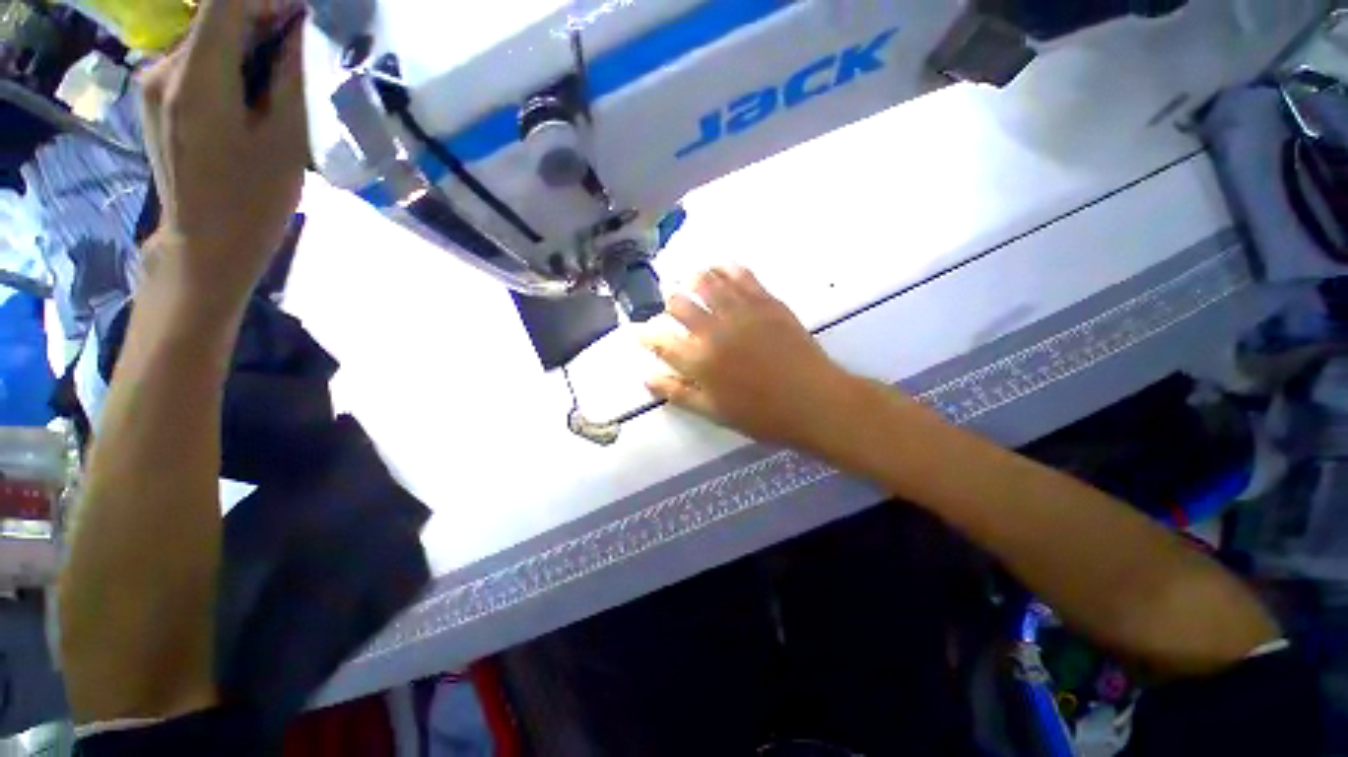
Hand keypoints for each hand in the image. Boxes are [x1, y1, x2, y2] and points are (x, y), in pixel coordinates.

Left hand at [139, 0, 307, 313]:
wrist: (205, 246)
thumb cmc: (252, 201)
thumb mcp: (286, 140)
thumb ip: (288, 76)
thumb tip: (298, 29)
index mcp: (195, 78)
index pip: (224, 2)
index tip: (302, 16)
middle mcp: (163, 68)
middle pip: (214, 18)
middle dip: (261, 22)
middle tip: (301, 53)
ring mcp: (153, 83)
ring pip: (207, 40)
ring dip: (246, 47)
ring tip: (279, 82)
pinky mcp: (155, 98)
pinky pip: (196, 62)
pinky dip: (228, 65)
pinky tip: (250, 97)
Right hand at [640, 266, 864, 450]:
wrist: (814, 401)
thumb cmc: (762, 415)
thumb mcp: (714, 412)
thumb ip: (678, 393)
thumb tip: (648, 377)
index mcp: (699, 361)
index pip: (661, 340)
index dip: (646, 334)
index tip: (641, 331)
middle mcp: (714, 330)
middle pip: (680, 304)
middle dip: (670, 302)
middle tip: (671, 303)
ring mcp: (741, 312)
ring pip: (707, 282)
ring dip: (693, 278)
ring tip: (690, 278)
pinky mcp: (766, 302)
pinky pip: (741, 276)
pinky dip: (727, 269)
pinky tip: (721, 268)